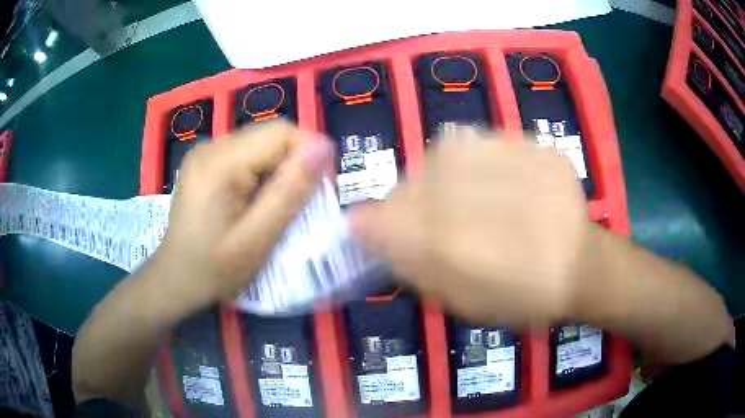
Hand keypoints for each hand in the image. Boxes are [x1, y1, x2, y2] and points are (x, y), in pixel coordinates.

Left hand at [152, 121, 333, 311]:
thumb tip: (323, 147)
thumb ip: (289, 192)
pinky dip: (261, 174)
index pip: (281, 132)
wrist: (175, 280)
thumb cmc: (213, 269)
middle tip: (299, 205)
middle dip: (294, 164)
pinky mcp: (205, 162)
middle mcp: (211, 146)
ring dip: (278, 170)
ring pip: (261, 145)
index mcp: (220, 162)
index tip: (319, 189)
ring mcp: (205, 152)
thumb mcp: (257, 238)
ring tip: (276, 206)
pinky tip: (255, 202)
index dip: (309, 154)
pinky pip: (246, 155)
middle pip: (270, 136)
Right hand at [348, 129, 588, 325]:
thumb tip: (362, 226)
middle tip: (451, 225)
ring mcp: (501, 150)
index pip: (377, 217)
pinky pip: (484, 144)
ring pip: (445, 155)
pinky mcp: (528, 141)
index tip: (397, 239)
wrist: (581, 266)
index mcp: (442, 232)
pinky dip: (485, 164)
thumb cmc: (519, 294)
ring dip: (451, 180)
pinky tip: (508, 187)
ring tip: (481, 204)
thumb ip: (406, 261)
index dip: (381, 227)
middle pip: (411, 183)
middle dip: (419, 204)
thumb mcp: (456, 296)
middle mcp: (464, 182)